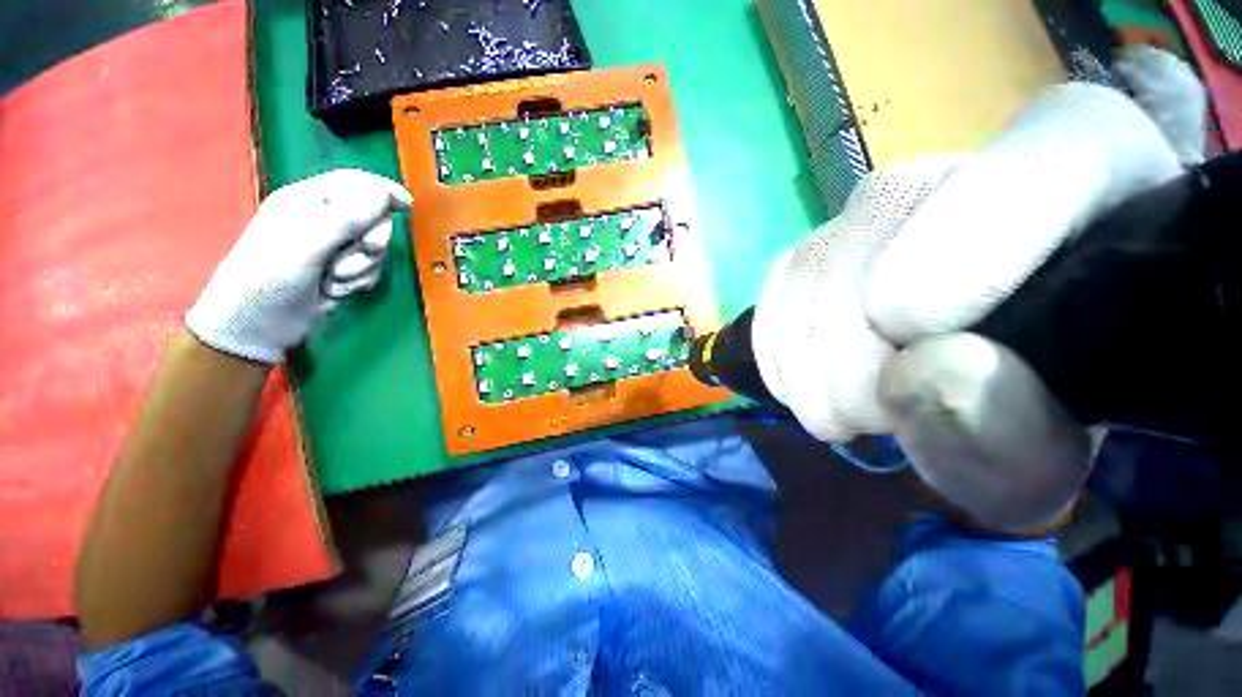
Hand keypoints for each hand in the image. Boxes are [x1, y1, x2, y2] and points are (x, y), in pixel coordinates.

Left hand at [187, 169, 411, 363]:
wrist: (257, 325)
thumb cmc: (270, 278)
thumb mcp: (306, 244)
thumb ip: (345, 217)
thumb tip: (382, 194)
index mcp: (306, 201)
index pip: (354, 183)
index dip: (383, 190)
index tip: (407, 205)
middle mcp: (322, 220)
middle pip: (371, 217)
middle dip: (374, 237)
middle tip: (368, 250)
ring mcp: (333, 248)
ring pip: (374, 247)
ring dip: (364, 265)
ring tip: (337, 279)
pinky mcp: (342, 270)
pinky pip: (371, 269)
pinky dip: (361, 280)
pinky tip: (339, 289)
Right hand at [753, 52, 1202, 530]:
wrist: (1002, 387)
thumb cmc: (1065, 426)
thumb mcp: (1071, 454)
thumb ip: (1022, 435)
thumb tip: (927, 384)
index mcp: (1100, 199)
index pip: (1055, 148)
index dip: (978, 228)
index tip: (915, 327)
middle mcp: (974, 181)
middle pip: (883, 226)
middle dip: (858, 339)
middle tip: (871, 414)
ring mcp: (885, 215)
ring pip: (810, 258)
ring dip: (807, 348)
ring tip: (839, 405)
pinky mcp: (823, 255)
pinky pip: (776, 281)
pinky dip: (777, 338)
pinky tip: (806, 377)